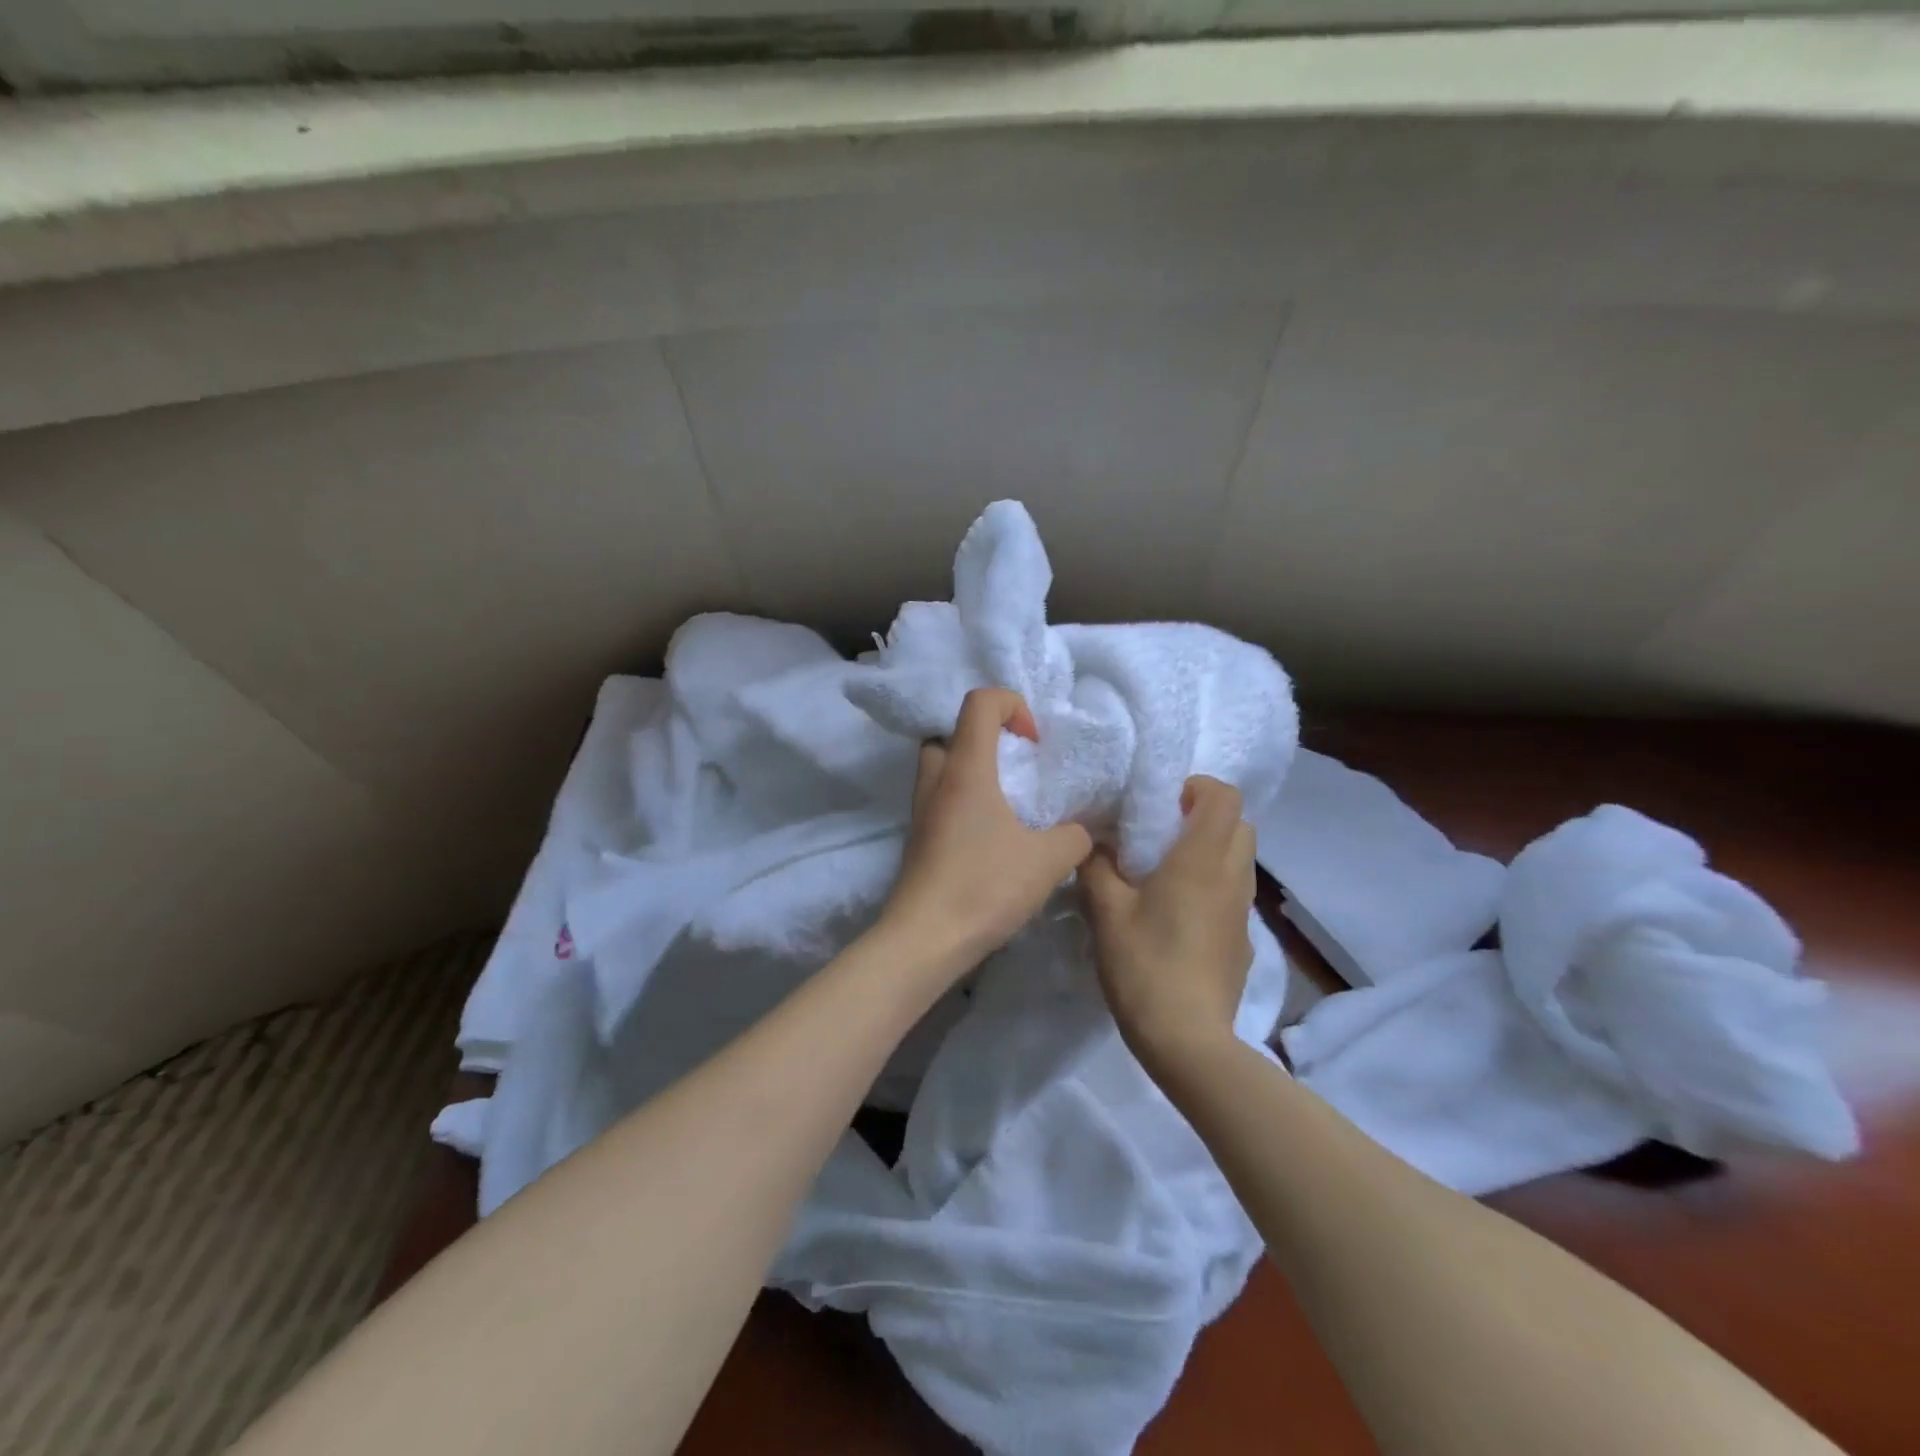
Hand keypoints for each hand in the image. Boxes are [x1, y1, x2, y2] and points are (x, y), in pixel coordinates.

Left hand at [882, 687, 1093, 970]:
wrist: (924, 939)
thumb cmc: (984, 887)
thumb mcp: (1048, 861)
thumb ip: (1074, 836)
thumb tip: (1080, 831)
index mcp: (966, 769)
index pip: (979, 701)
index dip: (1012, 705)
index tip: (1033, 743)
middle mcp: (936, 780)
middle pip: (949, 732)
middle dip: (984, 738)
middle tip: (1013, 766)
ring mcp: (920, 810)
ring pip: (940, 767)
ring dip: (971, 771)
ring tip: (1006, 801)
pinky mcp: (917, 838)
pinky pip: (939, 799)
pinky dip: (962, 801)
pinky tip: (989, 835)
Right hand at [1080, 775, 1256, 1071]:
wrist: (1188, 1040)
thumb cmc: (1145, 965)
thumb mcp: (1106, 911)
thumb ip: (1096, 865)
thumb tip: (1094, 842)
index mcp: (1202, 860)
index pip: (1224, 796)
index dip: (1196, 787)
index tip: (1161, 803)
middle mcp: (1233, 877)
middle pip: (1240, 823)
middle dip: (1205, 817)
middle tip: (1162, 834)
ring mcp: (1244, 912)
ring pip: (1240, 860)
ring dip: (1211, 852)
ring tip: (1167, 873)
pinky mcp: (1243, 942)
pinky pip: (1234, 894)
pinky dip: (1213, 887)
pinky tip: (1178, 917)